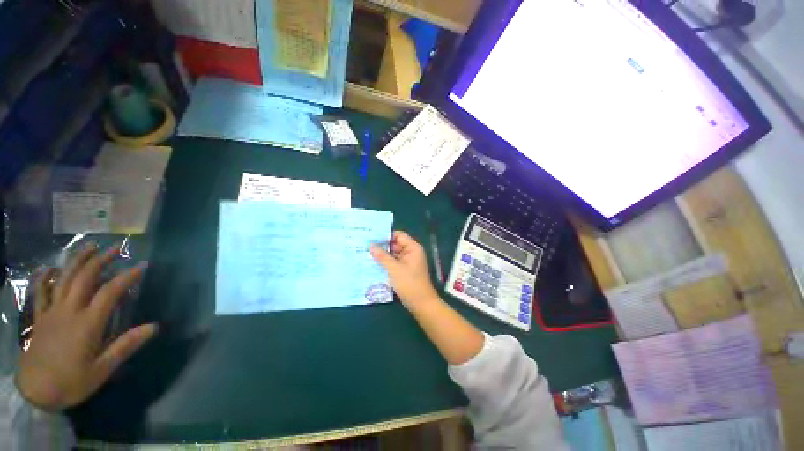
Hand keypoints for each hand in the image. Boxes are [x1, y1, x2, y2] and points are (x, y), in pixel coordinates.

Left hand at [16, 243, 157, 411]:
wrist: (34, 393)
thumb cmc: (71, 383)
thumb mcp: (102, 370)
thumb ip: (125, 346)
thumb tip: (154, 327)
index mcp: (87, 323)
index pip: (110, 292)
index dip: (127, 277)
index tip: (141, 266)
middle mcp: (69, 311)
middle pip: (84, 278)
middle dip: (101, 259)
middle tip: (116, 247)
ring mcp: (51, 312)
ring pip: (63, 279)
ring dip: (77, 260)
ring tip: (88, 246)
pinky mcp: (39, 317)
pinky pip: (41, 292)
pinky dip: (45, 277)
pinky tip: (49, 268)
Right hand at [371, 231, 438, 309]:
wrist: (421, 304)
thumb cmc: (410, 284)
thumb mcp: (394, 269)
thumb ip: (382, 256)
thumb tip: (371, 245)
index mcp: (413, 248)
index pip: (399, 235)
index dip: (386, 236)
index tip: (371, 237)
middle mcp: (411, 252)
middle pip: (395, 244)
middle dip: (382, 246)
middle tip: (365, 246)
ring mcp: (408, 262)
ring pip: (393, 254)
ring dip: (382, 255)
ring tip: (366, 254)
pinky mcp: (405, 270)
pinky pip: (394, 262)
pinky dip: (386, 263)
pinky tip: (373, 264)